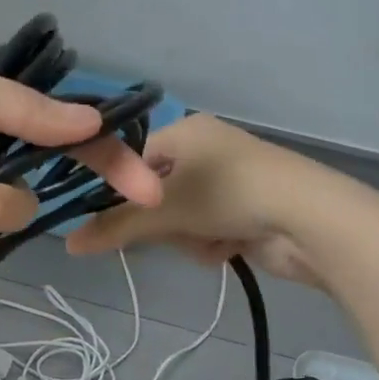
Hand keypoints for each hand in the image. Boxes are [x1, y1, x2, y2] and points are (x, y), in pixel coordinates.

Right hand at [64, 115, 335, 287]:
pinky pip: (208, 227)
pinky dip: (212, 242)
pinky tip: (228, 248)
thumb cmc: (229, 196)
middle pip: (156, 194)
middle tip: (173, 232)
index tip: (116, 220)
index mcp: (186, 131)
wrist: (312, 221)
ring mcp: (230, 178)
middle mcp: (207, 148)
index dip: (122, 193)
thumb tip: (66, 243)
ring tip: (210, 240)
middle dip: (165, 222)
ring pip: (182, 217)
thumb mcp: (164, 212)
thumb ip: (113, 228)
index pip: (133, 162)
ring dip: (188, 237)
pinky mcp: (249, 206)